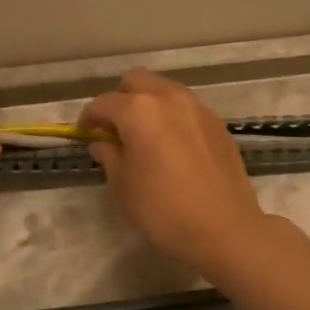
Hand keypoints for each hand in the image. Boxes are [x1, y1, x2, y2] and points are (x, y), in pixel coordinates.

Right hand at [78, 69, 270, 272]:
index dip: (89, 118)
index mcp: (139, 111)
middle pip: (136, 81)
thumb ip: (109, 156)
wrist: (224, 228)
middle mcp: (169, 98)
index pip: (104, 103)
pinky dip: (173, 117)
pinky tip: (173, 146)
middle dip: (121, 99)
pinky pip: (187, 108)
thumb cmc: (163, 210)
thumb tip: (102, 142)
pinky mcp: (217, 124)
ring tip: (145, 136)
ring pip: (165, 90)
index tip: (85, 134)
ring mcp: (198, 108)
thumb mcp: (123, 186)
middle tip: (115, 129)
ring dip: (149, 104)